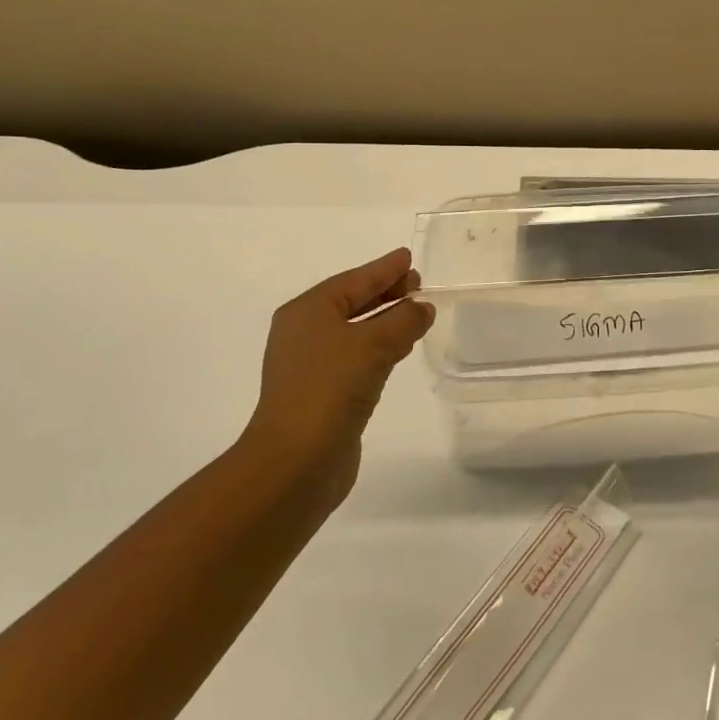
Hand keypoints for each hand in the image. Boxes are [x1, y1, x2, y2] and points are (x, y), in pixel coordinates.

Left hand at [238, 248, 433, 510]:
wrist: (296, 462)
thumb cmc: (330, 389)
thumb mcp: (374, 344)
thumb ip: (404, 320)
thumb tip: (422, 307)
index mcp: (308, 311)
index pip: (354, 280)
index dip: (384, 268)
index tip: (408, 257)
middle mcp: (305, 333)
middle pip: (352, 302)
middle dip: (385, 292)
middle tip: (417, 283)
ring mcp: (312, 365)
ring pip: (356, 331)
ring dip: (385, 320)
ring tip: (416, 312)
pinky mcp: (323, 394)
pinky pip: (357, 357)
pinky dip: (380, 347)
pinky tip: (401, 349)